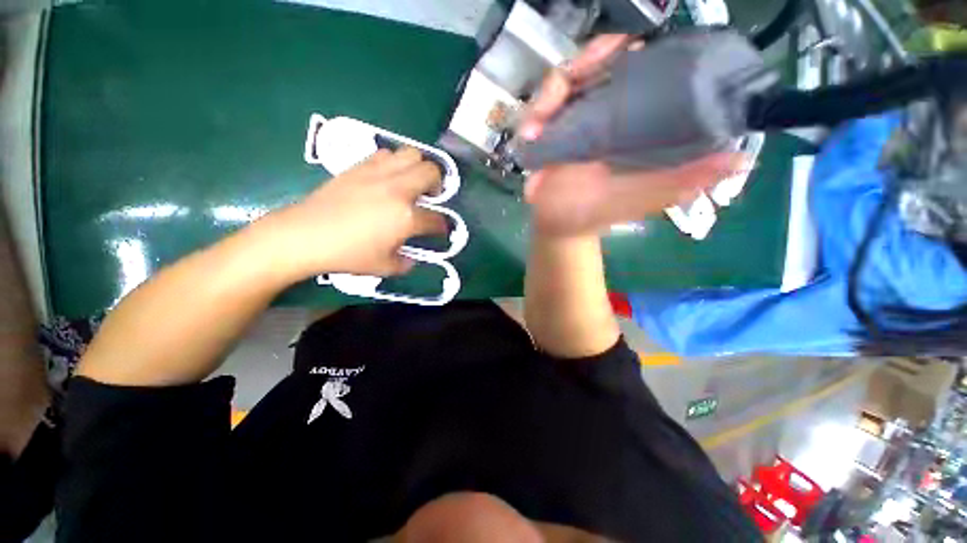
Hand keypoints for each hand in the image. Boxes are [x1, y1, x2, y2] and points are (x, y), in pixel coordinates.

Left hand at [257, 148, 446, 280]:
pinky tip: (387, 178)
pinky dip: (394, 163)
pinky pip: (386, 154)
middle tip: (430, 196)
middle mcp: (398, 190)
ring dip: (418, 167)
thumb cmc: (348, 254)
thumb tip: (411, 257)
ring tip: (411, 182)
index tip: (440, 230)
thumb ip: (405, 263)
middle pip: (432, 172)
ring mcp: (379, 174)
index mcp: (406, 218)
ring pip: (411, 153)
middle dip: (438, 184)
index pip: (436, 219)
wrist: (306, 235)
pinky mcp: (360, 166)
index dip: (442, 226)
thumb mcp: (384, 267)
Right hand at [519, 34, 746, 235]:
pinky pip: (536, 109)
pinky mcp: (545, 131)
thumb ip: (681, 182)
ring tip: (534, 129)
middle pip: (595, 63)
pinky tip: (528, 136)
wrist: (561, 225)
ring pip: (561, 82)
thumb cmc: (598, 213)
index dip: (631, 53)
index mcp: (632, 120)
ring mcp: (571, 119)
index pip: (639, 67)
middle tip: (567, 84)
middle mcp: (603, 110)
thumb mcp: (642, 199)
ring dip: (546, 98)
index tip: (624, 54)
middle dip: (583, 64)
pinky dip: (531, 117)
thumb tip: (737, 159)